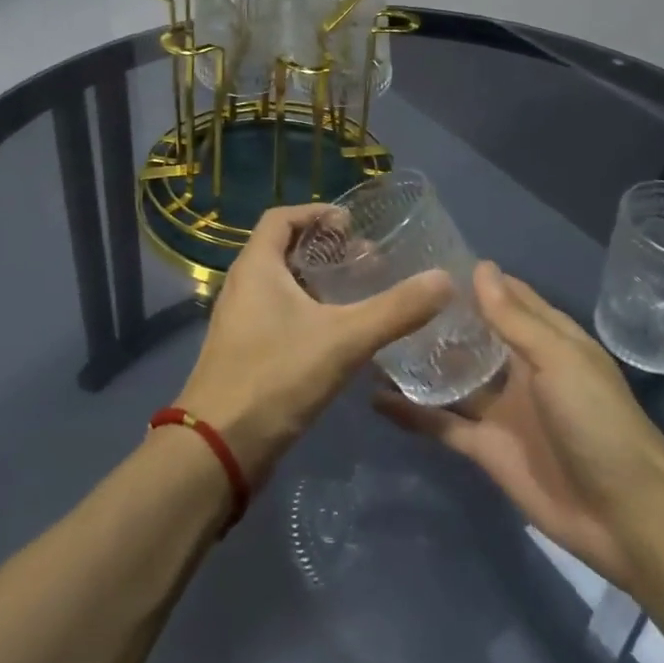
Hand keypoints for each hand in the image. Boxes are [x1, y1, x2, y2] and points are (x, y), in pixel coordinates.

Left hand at [174, 203, 451, 485]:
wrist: (219, 449)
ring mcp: (241, 321)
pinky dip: (310, 310)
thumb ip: (395, 309)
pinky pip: (279, 314)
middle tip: (367, 260)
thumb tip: (444, 279)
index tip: (353, 224)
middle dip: (326, 248)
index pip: (281, 217)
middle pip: (284, 249)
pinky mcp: (245, 351)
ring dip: (319, 281)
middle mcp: (243, 286)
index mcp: (256, 267)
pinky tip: (340, 333)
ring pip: (282, 284)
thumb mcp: (344, 339)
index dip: (317, 213)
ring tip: (360, 292)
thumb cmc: (276, 377)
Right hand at [376, 263, 663, 589]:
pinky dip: (411, 413)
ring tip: (373, 338)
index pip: (506, 297)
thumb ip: (514, 319)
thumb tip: (480, 267)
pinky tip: (374, 397)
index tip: (425, 258)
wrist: (626, 515)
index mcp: (546, 340)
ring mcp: (500, 410)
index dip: (472, 279)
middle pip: (473, 336)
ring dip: (419, 362)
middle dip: (437, 318)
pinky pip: (441, 424)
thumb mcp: (559, 359)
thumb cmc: (598, 421)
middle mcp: (519, 369)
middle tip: (386, 294)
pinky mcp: (485, 448)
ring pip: (452, 378)